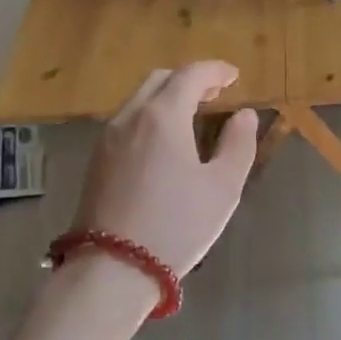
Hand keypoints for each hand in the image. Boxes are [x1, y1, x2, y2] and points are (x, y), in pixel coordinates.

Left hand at [74, 62, 258, 277]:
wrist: (112, 269)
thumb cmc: (177, 224)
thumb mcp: (223, 187)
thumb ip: (238, 144)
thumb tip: (244, 115)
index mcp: (162, 116)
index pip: (190, 75)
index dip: (215, 70)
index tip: (234, 76)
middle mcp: (130, 117)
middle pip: (159, 80)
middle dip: (189, 79)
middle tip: (215, 93)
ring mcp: (107, 139)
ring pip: (139, 100)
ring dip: (167, 97)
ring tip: (192, 116)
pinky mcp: (96, 161)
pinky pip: (127, 122)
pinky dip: (150, 116)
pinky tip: (164, 141)